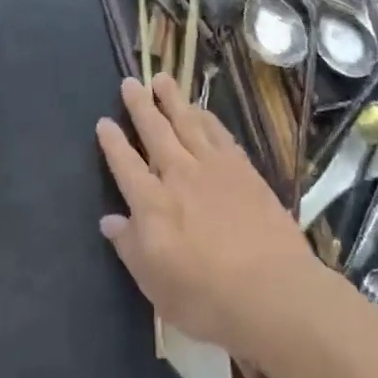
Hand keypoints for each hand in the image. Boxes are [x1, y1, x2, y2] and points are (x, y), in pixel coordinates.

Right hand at [96, 74, 324, 358]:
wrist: (274, 294)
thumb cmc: (207, 298)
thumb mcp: (156, 286)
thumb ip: (130, 248)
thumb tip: (110, 221)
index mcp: (152, 204)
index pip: (125, 165)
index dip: (112, 142)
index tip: (103, 122)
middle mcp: (179, 176)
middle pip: (155, 132)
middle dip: (140, 106)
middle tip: (130, 82)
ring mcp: (214, 169)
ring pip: (188, 123)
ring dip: (173, 100)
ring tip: (162, 79)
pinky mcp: (244, 171)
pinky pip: (220, 134)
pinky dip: (207, 118)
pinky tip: (202, 111)